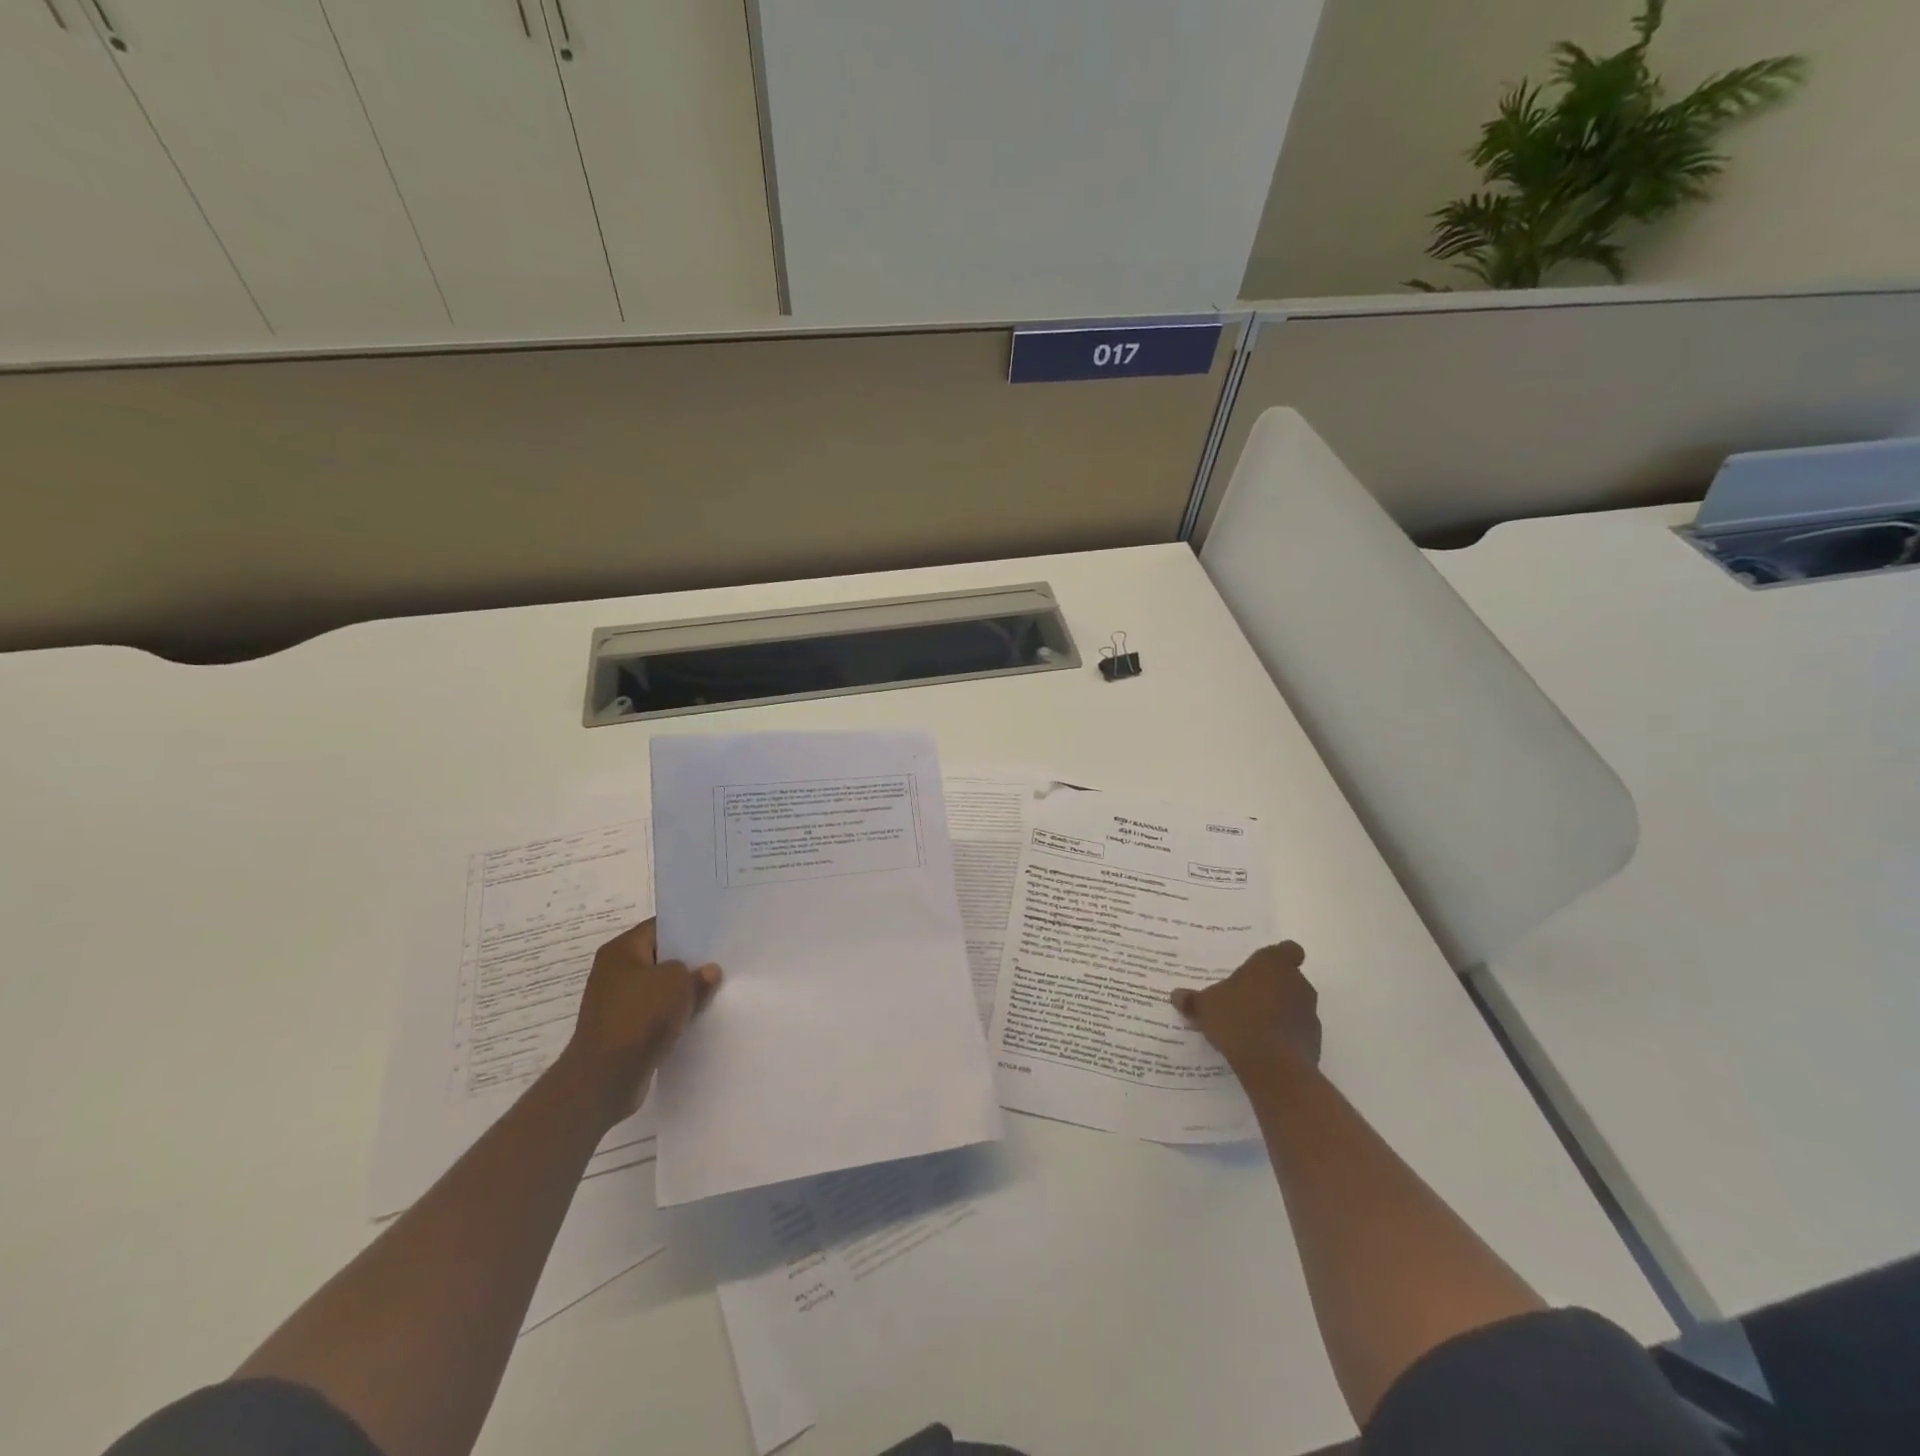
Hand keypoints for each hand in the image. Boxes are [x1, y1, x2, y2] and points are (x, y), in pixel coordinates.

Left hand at [563, 919, 720, 1123]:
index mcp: (621, 950)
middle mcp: (613, 972)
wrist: (605, 1077)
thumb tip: (707, 972)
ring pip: (657, 989)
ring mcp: (615, 1003)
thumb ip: (697, 973)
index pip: (659, 927)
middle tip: (719, 963)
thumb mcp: (679, 984)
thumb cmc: (640, 1016)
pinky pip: (652, 1015)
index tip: (714, 936)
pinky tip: (693, 1019)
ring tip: (711, 992)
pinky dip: (669, 1017)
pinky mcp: (620, 1031)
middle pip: (658, 959)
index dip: (687, 929)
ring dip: (679, 993)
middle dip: (686, 963)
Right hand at [1171, 941, 1320, 1074]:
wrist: (1272, 1065)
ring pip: (1295, 1005)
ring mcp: (1309, 1013)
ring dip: (1280, 1012)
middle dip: (1273, 988)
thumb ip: (1193, 1000)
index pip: (1288, 950)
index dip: (1278, 958)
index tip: (1261, 969)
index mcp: (1272, 964)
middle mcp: (1297, 983)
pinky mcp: (1314, 1041)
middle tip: (1248, 999)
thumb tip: (1176, 995)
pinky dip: (1285, 1037)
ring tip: (1254, 1027)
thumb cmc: (1238, 1019)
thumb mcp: (1205, 1006)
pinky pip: (1298, 1032)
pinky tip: (1264, 1048)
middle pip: (1289, 978)